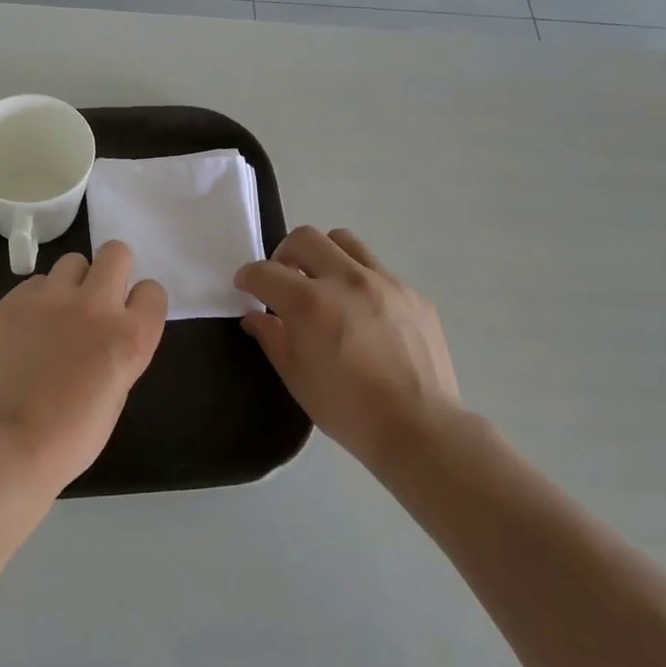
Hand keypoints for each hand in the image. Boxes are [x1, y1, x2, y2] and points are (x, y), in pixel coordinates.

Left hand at [0, 240, 168, 494]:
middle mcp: (96, 306)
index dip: (141, 303)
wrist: (12, 445)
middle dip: (111, 271)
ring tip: (58, 314)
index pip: (153, 290)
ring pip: (72, 261)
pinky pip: (35, 282)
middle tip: (96, 300)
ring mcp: (51, 299)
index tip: (128, 316)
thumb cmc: (74, 435)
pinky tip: (28, 329)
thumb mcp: (118, 390)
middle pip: (116, 253)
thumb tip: (108, 328)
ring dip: (73, 283)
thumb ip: (120, 347)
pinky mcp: (14, 301)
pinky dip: (38, 299)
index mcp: (131, 336)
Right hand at [235, 227, 472, 468]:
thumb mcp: (297, 378)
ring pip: (344, 241)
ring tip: (323, 284)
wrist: (420, 428)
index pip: (265, 272)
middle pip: (305, 238)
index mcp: (310, 304)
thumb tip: (256, 317)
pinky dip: (358, 278)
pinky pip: (377, 269)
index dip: (248, 277)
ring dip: (323, 255)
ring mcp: (385, 282)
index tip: (246, 287)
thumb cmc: (348, 410)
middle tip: (283, 280)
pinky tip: (361, 312)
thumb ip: (272, 338)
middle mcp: (346, 280)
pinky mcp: (412, 293)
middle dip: (283, 254)